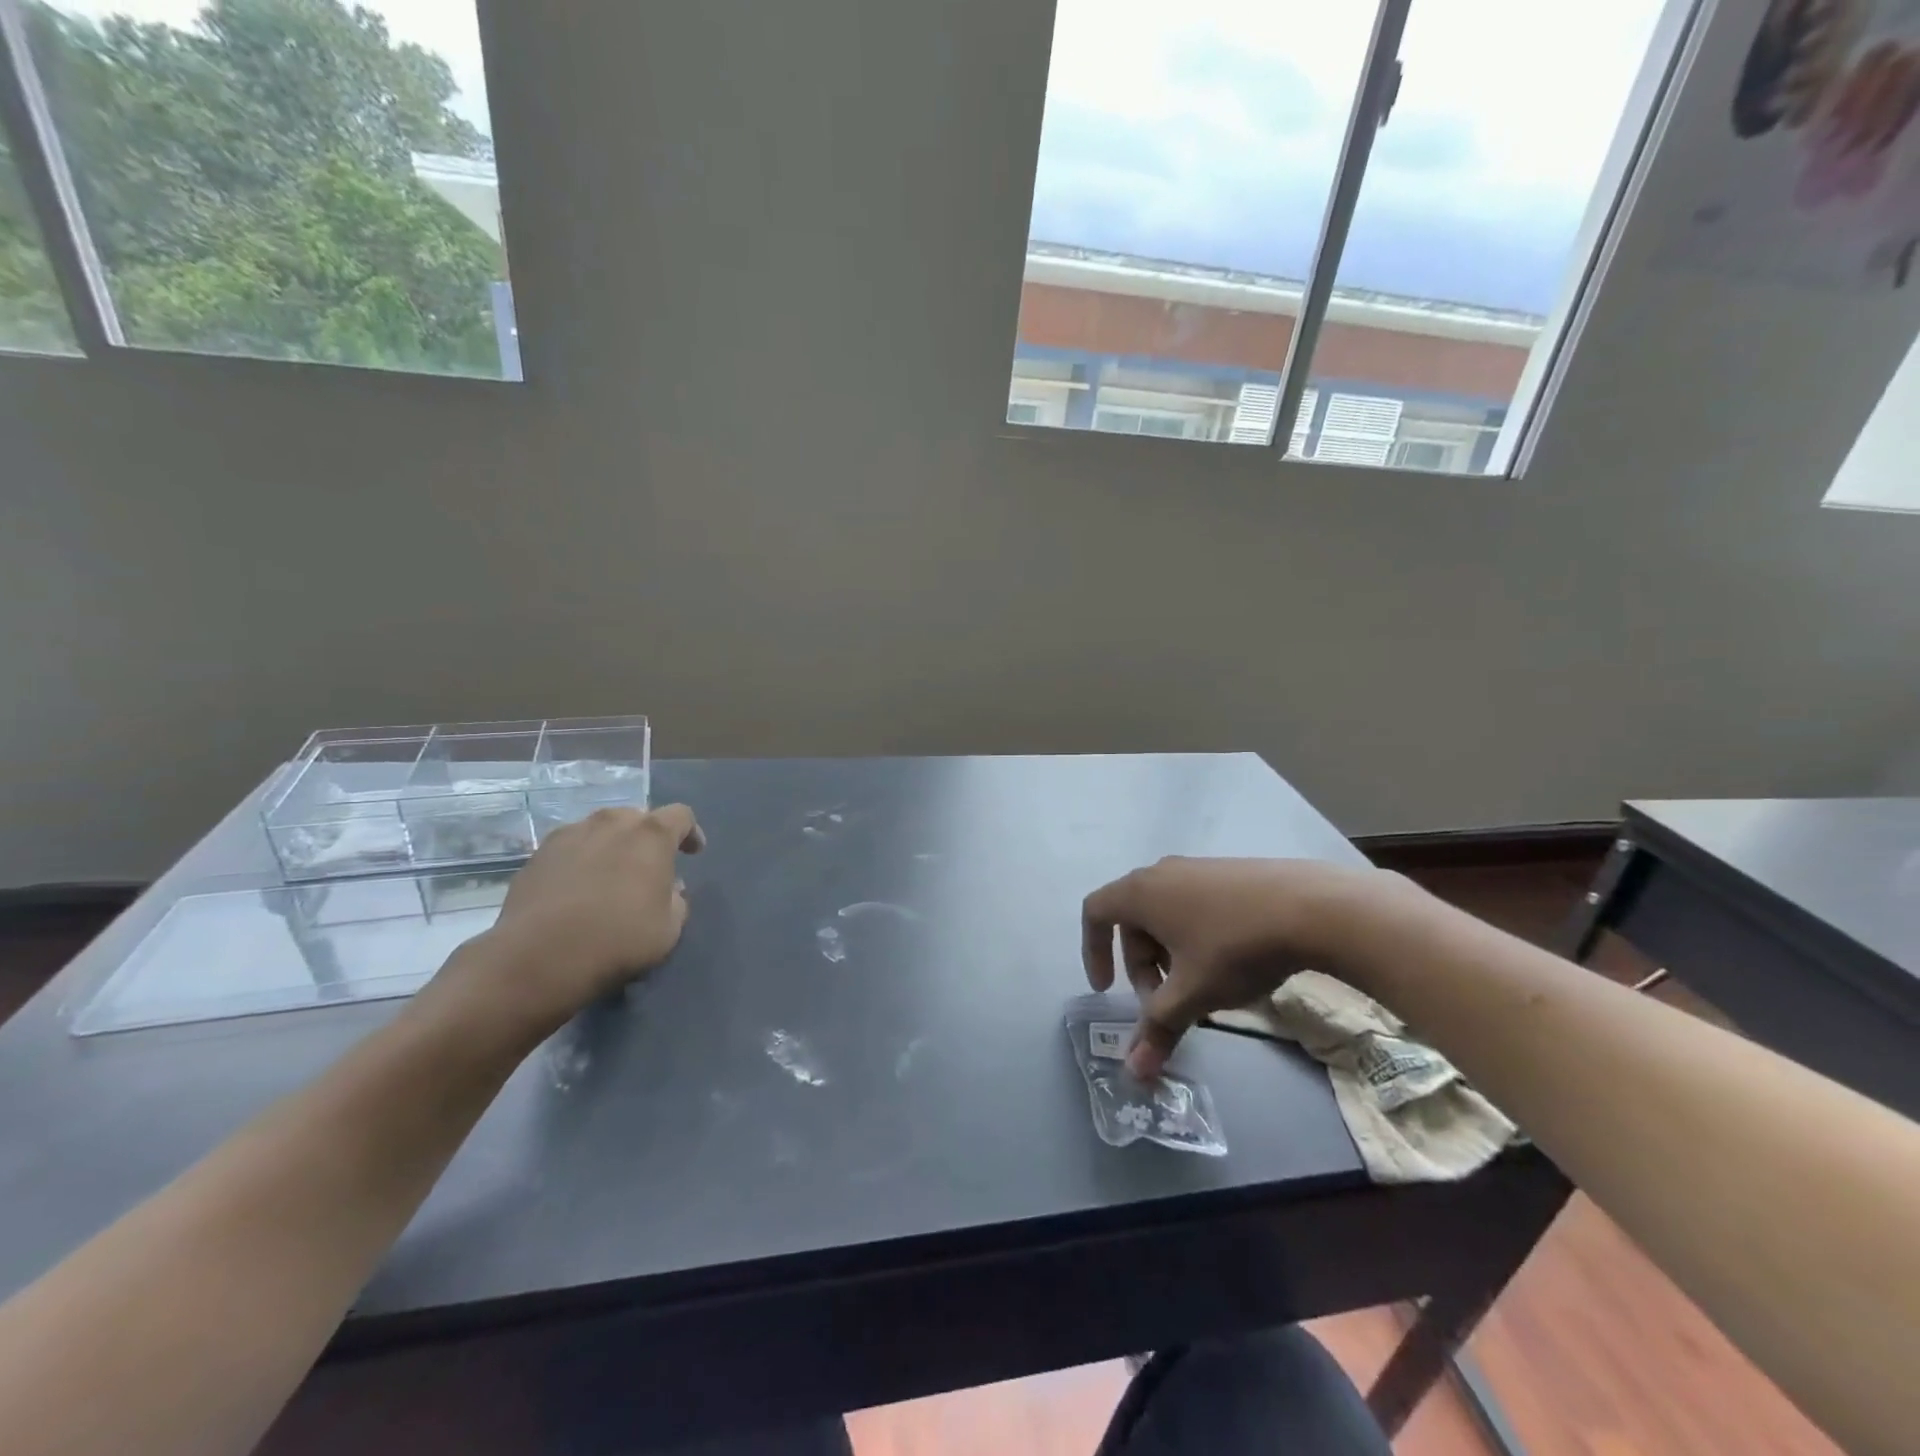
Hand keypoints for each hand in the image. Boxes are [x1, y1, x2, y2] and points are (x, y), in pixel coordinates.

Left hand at [472, 804, 705, 1024]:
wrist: (539, 957)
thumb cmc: (618, 938)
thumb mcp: (669, 928)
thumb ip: (677, 901)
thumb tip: (670, 890)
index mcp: (651, 834)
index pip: (681, 815)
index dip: (690, 832)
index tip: (693, 854)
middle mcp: (611, 822)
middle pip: (637, 818)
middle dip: (647, 838)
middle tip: (648, 868)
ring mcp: (569, 834)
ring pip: (600, 830)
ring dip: (612, 846)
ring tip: (609, 877)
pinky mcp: (537, 854)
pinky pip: (570, 848)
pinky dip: (580, 861)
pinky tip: (576, 890)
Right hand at [1081, 856, 1406, 1078]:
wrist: (1312, 907)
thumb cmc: (1234, 947)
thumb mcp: (1193, 993)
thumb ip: (1158, 1028)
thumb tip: (1134, 1073)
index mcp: (1140, 892)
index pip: (1095, 913)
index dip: (1093, 951)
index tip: (1107, 989)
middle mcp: (1161, 873)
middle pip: (1132, 920)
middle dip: (1141, 966)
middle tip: (1164, 1003)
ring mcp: (1197, 868)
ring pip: (1164, 914)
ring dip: (1168, 954)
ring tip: (1200, 987)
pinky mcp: (1228, 872)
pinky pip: (1192, 904)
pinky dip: (1193, 937)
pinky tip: (1228, 964)